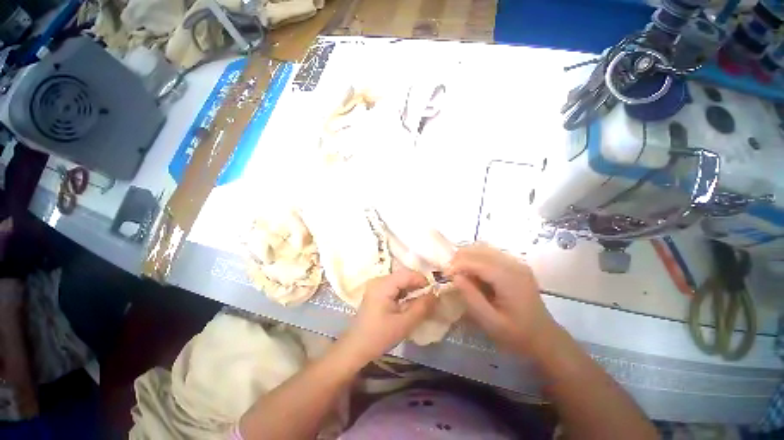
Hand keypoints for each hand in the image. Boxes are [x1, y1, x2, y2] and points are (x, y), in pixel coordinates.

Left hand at [339, 269, 435, 365]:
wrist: (356, 348)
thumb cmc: (379, 336)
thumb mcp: (404, 323)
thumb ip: (421, 307)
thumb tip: (436, 294)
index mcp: (383, 284)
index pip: (408, 274)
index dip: (423, 281)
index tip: (434, 293)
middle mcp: (379, 280)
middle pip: (404, 276)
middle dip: (418, 286)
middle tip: (430, 299)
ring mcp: (377, 285)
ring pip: (400, 282)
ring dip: (412, 290)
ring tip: (422, 303)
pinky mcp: (377, 292)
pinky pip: (395, 287)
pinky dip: (404, 294)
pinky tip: (409, 305)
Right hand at [446, 244, 556, 353]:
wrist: (544, 338)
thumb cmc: (517, 334)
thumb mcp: (491, 322)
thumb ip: (471, 298)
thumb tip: (455, 277)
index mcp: (509, 279)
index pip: (477, 262)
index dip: (457, 265)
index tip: (443, 274)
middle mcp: (514, 264)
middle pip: (479, 250)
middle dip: (460, 258)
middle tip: (448, 272)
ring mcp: (516, 262)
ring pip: (483, 248)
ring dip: (466, 256)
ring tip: (456, 270)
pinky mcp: (514, 264)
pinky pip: (489, 253)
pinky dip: (475, 257)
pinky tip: (470, 270)